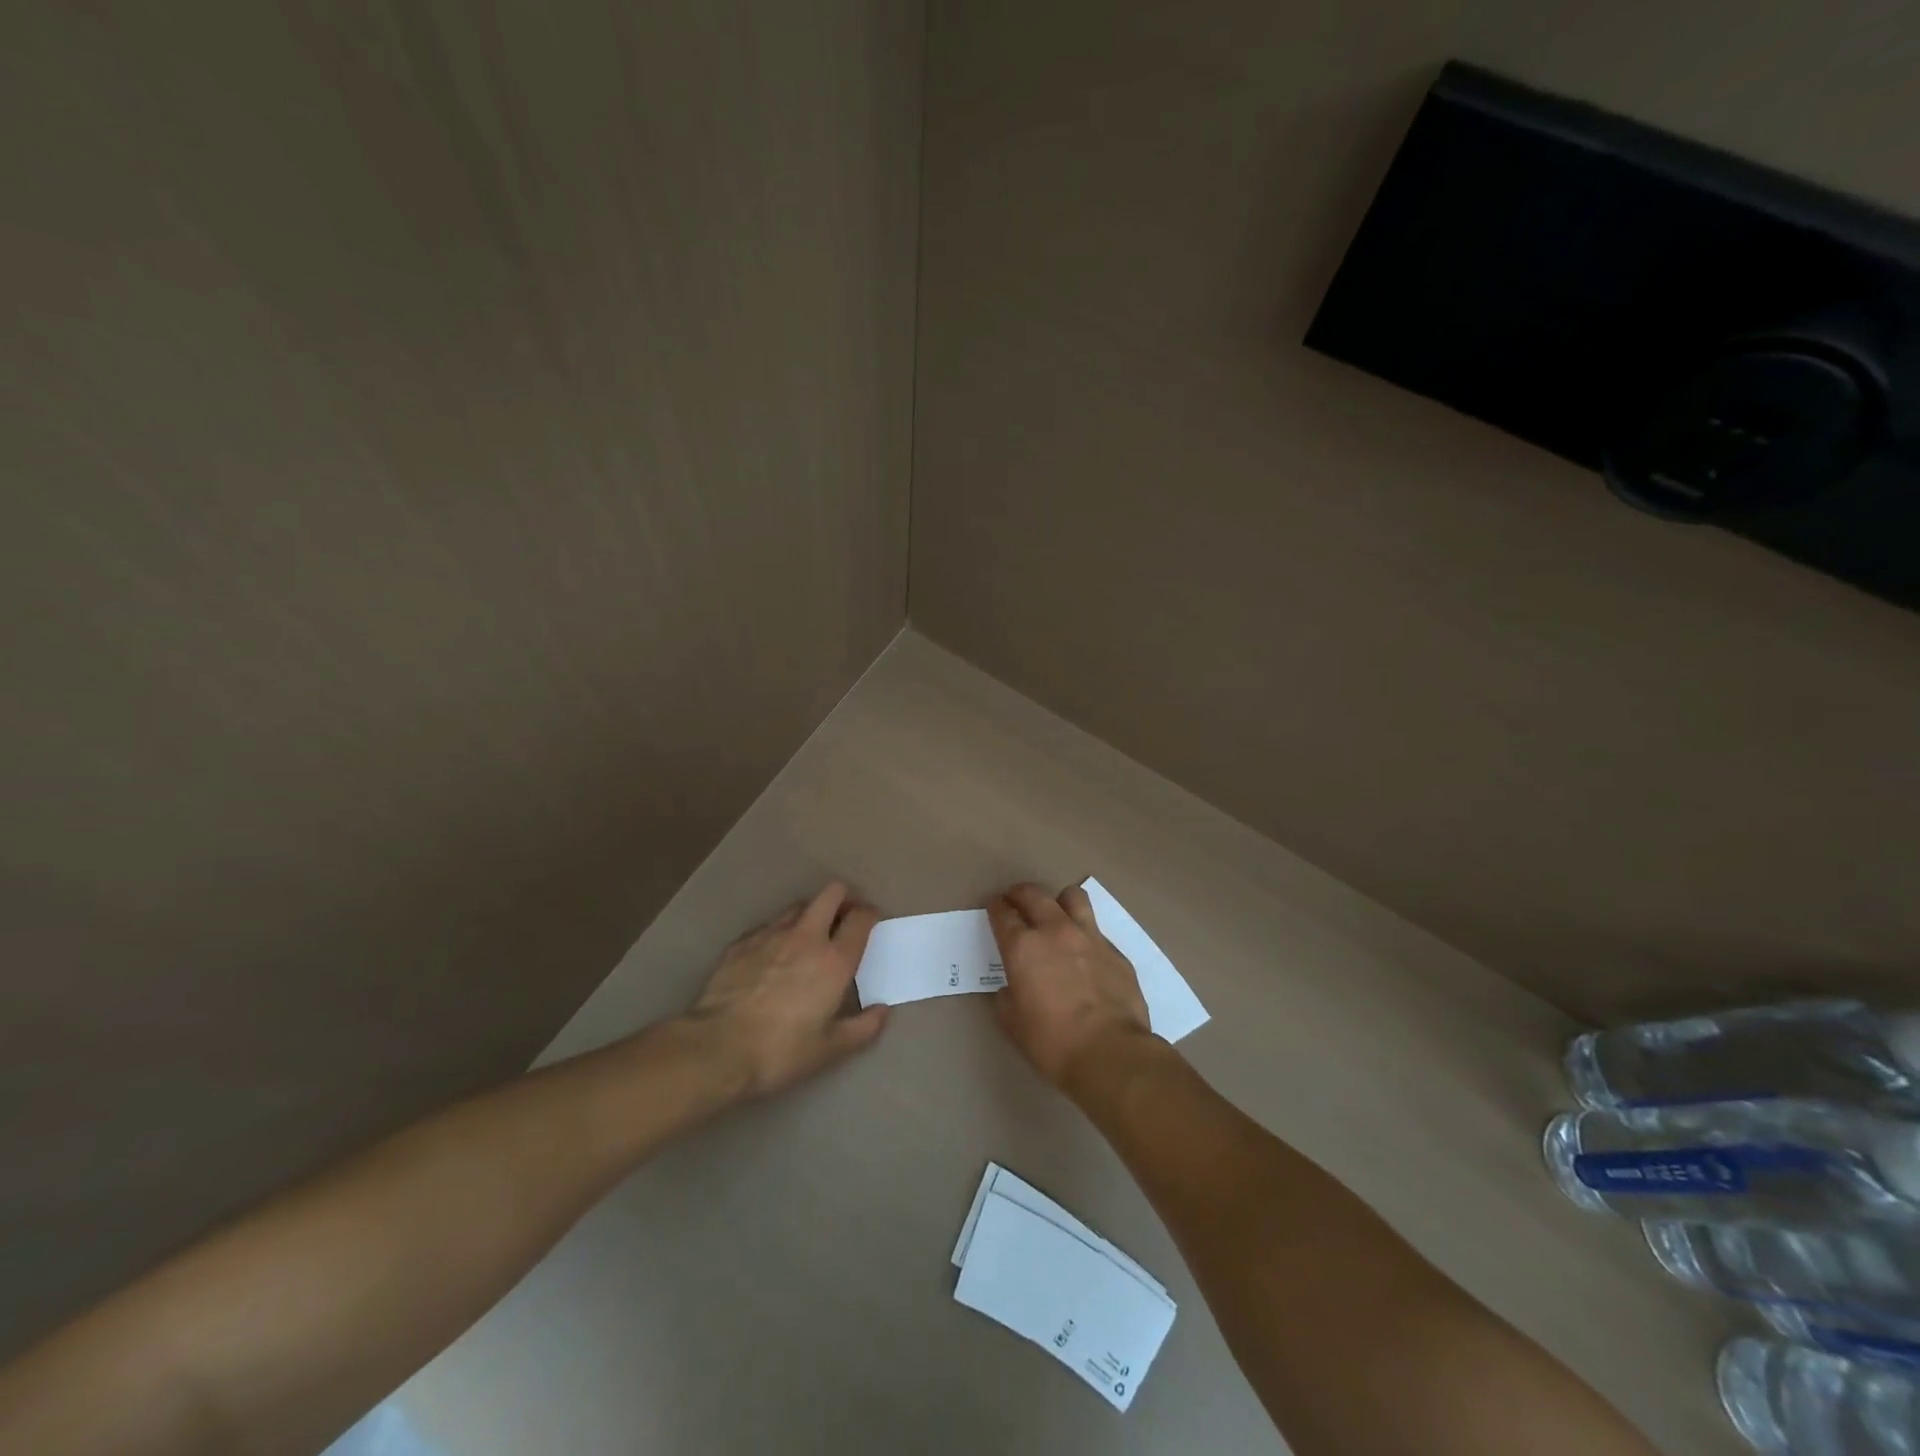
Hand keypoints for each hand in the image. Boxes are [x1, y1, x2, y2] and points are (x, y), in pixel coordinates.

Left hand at [684, 882, 887, 1098]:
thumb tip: (882, 1010)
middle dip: (843, 898)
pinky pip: (769, 925)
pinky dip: (779, 931)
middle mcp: (806, 937)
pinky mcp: (742, 942)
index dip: (870, 914)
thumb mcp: (830, 1049)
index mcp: (834, 960)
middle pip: (831, 894)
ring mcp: (770, 935)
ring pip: (798, 906)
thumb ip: (863, 1028)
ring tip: (810, 935)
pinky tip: (773, 953)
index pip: (860, 918)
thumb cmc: (781, 1051)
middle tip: (844, 917)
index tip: (871, 922)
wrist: (717, 1049)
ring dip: (811, 913)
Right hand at [986, 882, 1151, 1092]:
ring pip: (1073, 897)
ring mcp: (1090, 938)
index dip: (995, 907)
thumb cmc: (1052, 1041)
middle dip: (1020, 893)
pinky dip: (1086, 935)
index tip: (994, 906)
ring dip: (1059, 901)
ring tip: (1056, 913)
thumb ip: (1007, 996)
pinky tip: (1085, 954)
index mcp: (1023, 947)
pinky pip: (1097, 931)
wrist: (1110, 1053)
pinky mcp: (1116, 952)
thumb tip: (1012, 988)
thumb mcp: (1012, 1022)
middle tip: (1015, 899)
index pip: (1003, 914)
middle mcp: (1055, 931)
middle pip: (1034, 895)